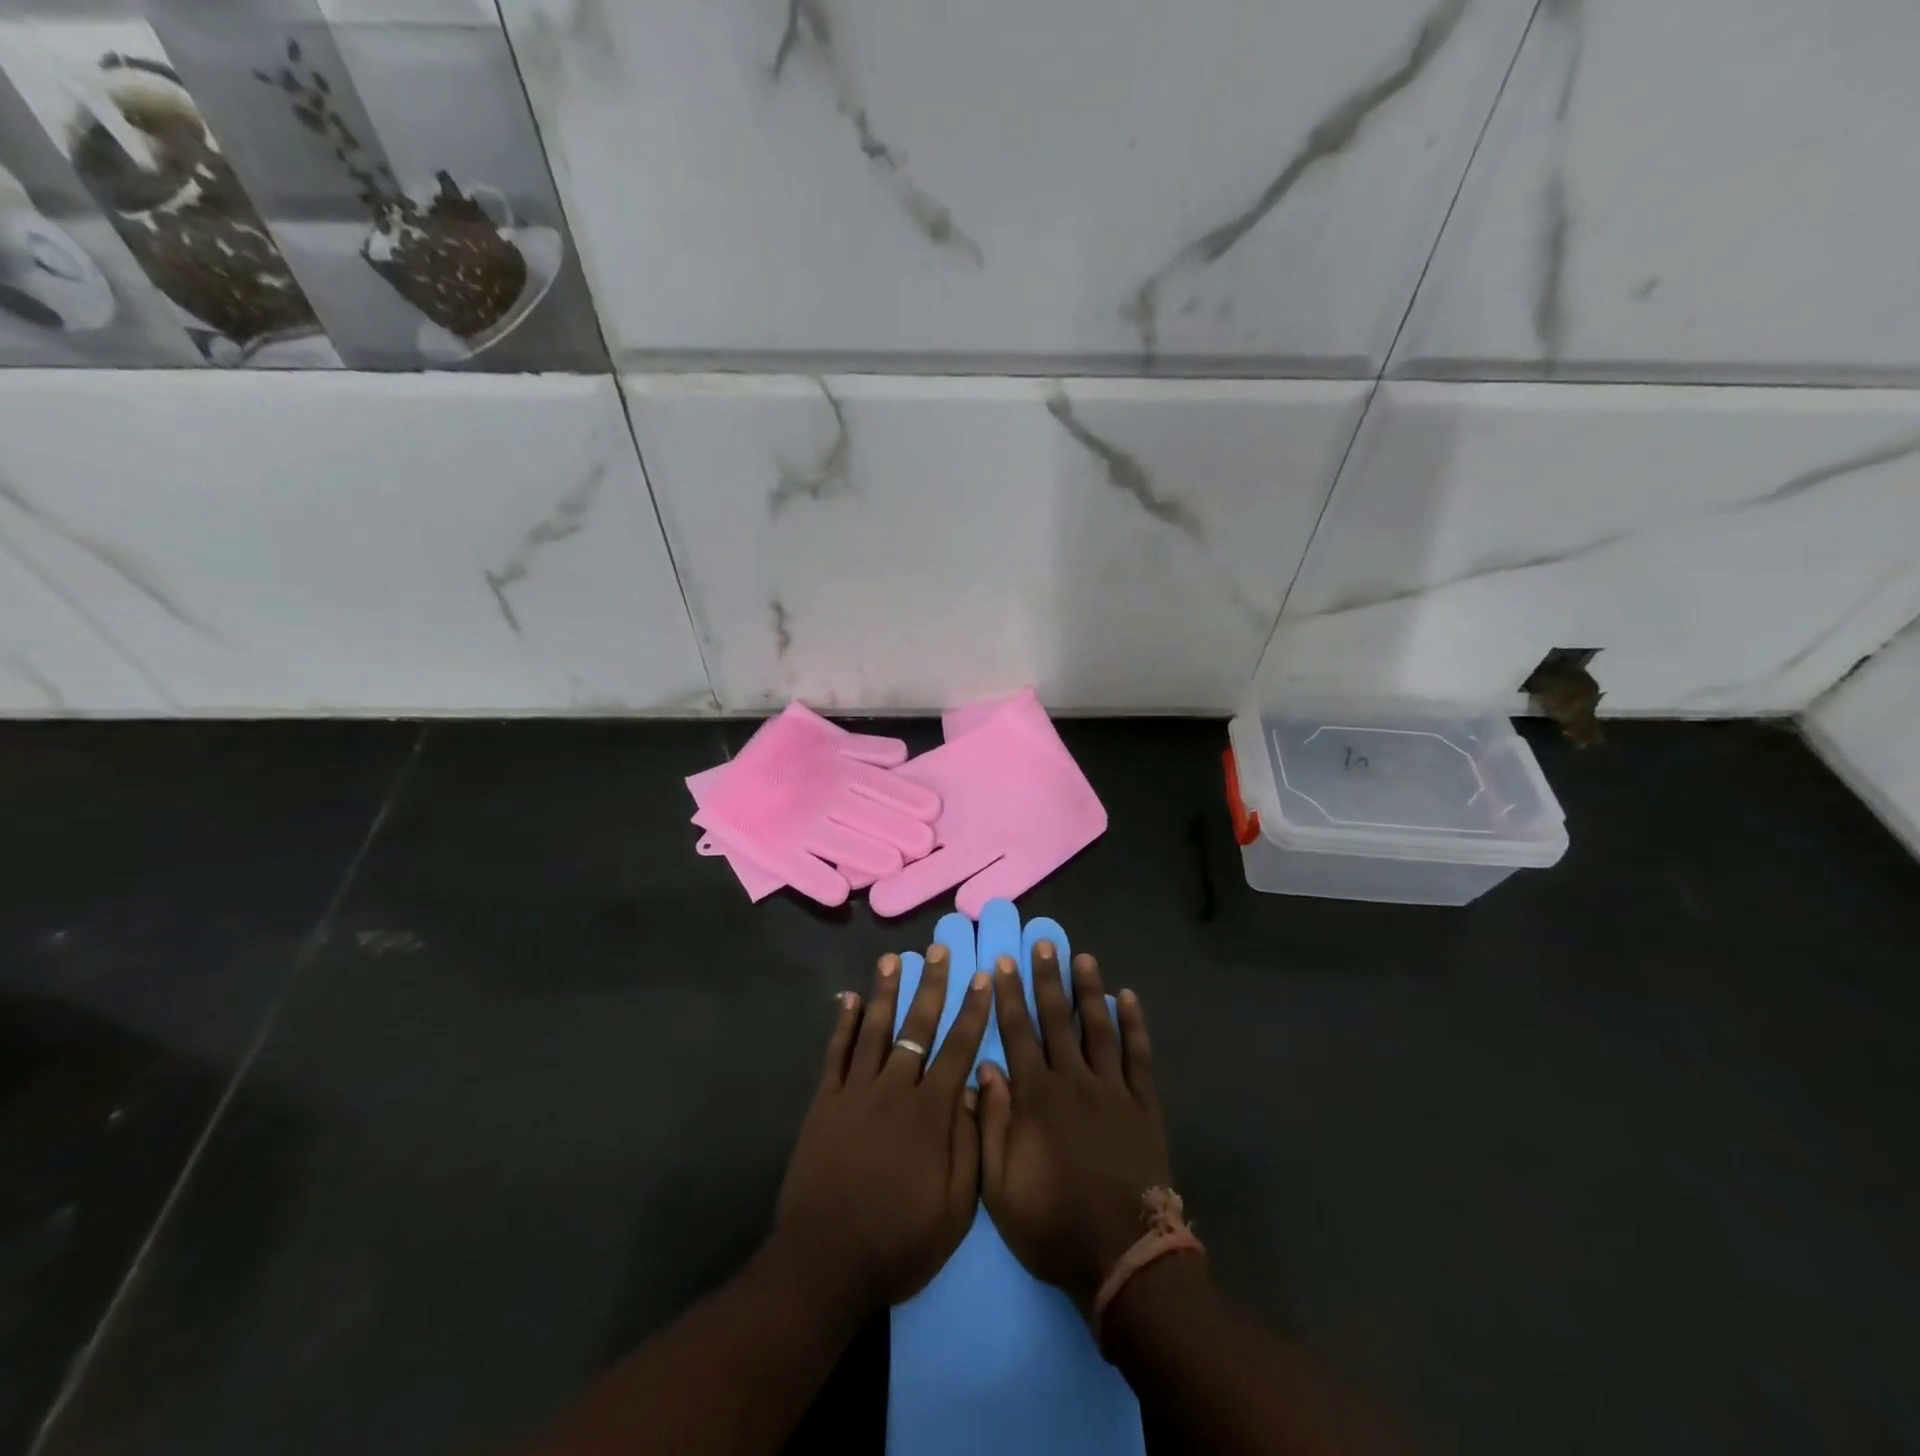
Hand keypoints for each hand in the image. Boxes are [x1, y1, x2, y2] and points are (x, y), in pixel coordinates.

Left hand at [774, 947, 991, 1314]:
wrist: (826, 1261)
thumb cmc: (899, 1240)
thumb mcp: (955, 1208)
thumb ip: (970, 1143)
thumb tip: (978, 1087)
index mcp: (931, 1112)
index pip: (958, 1049)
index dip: (973, 1012)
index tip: (983, 978)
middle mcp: (894, 1089)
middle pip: (917, 1027)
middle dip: (931, 986)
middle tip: (938, 950)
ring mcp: (856, 1092)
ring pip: (874, 1029)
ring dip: (885, 992)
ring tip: (893, 959)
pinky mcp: (825, 1103)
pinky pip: (836, 1054)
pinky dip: (843, 1024)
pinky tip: (847, 999)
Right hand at [978, 943, 1171, 1311]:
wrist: (1123, 1258)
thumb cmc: (1054, 1225)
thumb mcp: (1000, 1187)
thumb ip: (991, 1124)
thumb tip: (986, 1068)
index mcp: (1037, 1098)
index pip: (1018, 1034)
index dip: (1008, 997)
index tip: (1001, 964)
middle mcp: (1074, 1081)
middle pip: (1057, 1020)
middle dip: (1047, 979)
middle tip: (1043, 944)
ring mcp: (1113, 1090)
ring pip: (1098, 1027)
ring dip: (1089, 990)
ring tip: (1083, 957)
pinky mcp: (1143, 1105)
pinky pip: (1139, 1056)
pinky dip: (1134, 1025)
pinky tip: (1129, 998)